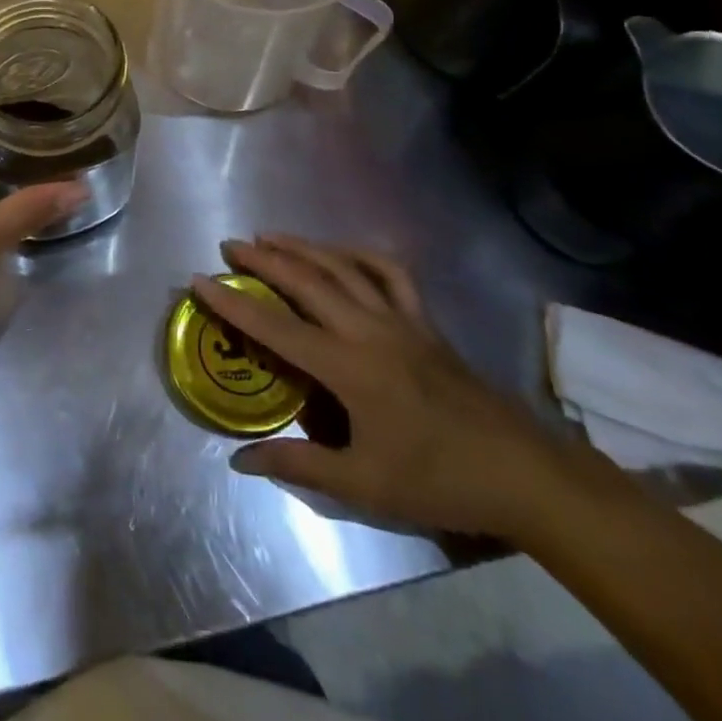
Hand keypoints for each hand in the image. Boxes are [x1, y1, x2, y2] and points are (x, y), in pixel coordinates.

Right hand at [193, 236, 575, 539]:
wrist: (521, 472)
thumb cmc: (438, 480)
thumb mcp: (364, 484)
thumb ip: (299, 464)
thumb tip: (240, 460)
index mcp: (350, 368)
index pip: (277, 328)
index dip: (234, 304)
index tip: (200, 280)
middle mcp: (369, 330)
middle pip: (307, 281)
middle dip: (264, 260)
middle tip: (230, 246)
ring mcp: (401, 319)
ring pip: (344, 267)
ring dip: (303, 247)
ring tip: (270, 236)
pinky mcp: (425, 320)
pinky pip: (390, 273)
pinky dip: (361, 254)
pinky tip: (341, 252)